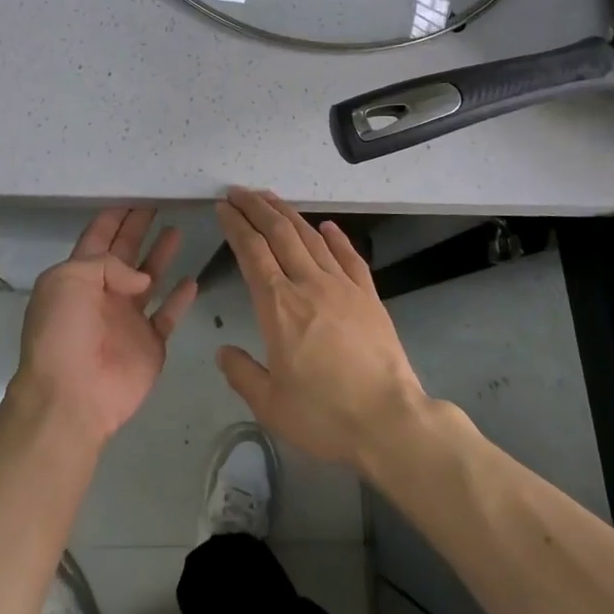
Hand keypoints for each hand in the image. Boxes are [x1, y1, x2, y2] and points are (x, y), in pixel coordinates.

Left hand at [14, 208, 197, 447]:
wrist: (72, 397)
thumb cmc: (62, 334)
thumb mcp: (68, 281)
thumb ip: (107, 264)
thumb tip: (142, 278)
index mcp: (78, 277)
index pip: (97, 238)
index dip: (114, 216)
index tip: (133, 194)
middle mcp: (104, 293)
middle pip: (125, 252)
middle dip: (138, 227)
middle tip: (159, 202)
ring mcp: (128, 319)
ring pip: (149, 278)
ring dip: (161, 255)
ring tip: (177, 230)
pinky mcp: (150, 342)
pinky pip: (168, 314)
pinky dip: (180, 298)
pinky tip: (192, 280)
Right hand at [213, 188, 427, 469]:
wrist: (390, 420)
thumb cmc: (324, 415)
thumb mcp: (270, 404)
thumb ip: (242, 374)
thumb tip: (223, 351)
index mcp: (278, 306)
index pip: (251, 252)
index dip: (235, 225)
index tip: (223, 208)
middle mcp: (308, 285)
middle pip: (279, 233)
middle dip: (256, 207)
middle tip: (238, 192)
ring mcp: (343, 286)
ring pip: (310, 238)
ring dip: (287, 214)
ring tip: (270, 198)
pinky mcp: (369, 296)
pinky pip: (349, 256)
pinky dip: (335, 237)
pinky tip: (326, 226)